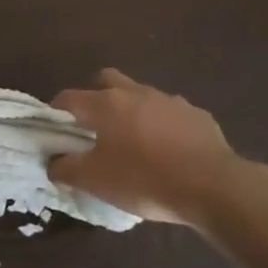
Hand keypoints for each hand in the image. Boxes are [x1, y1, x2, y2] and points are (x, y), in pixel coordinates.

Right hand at [47, 70, 256, 226]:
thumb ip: (66, 168)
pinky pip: (172, 113)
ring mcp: (170, 101)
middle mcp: (135, 93)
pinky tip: (169, 151)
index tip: (56, 129)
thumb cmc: (144, 179)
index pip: (68, 97)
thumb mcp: (95, 181)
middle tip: (96, 127)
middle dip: (97, 96)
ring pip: (142, 95)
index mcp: (105, 104)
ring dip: (133, 111)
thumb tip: (53, 162)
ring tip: (135, 142)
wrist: (213, 187)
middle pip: (107, 80)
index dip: (56, 111)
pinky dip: (164, 125)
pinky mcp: (198, 115)